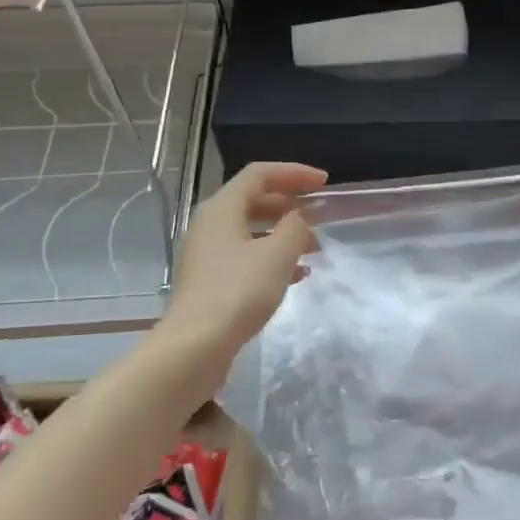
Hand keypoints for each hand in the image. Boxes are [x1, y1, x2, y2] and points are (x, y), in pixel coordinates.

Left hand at [158, 161, 327, 371]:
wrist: (195, 346)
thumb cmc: (238, 292)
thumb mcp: (277, 255)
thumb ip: (295, 228)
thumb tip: (299, 218)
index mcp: (223, 208)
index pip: (260, 174)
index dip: (294, 173)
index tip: (324, 183)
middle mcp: (211, 224)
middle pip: (254, 199)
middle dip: (290, 203)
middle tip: (320, 213)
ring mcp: (208, 254)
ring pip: (252, 230)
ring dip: (284, 232)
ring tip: (315, 245)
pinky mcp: (211, 280)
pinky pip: (247, 256)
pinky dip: (273, 257)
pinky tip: (297, 274)